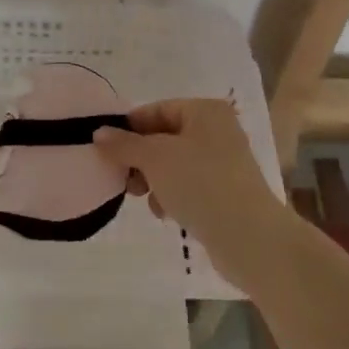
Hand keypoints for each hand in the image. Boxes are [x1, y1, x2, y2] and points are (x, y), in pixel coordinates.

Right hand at [94, 98, 290, 292]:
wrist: (249, 237)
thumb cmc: (200, 184)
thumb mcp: (155, 158)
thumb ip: (124, 144)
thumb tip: (99, 132)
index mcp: (205, 111)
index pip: (156, 110)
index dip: (128, 129)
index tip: (105, 151)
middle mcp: (217, 130)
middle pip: (163, 138)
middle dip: (140, 159)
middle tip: (124, 180)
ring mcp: (223, 162)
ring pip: (173, 164)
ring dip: (154, 180)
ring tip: (145, 199)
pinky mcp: (225, 192)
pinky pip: (188, 185)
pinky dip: (172, 195)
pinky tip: (166, 213)